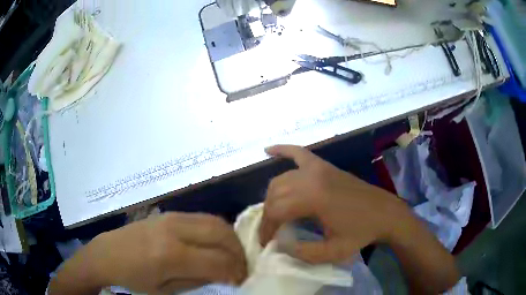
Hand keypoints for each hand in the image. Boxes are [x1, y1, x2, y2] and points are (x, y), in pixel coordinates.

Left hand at [51, 213, 246, 294]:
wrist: (107, 254)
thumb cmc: (133, 279)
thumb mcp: (166, 290)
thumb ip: (198, 280)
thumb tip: (225, 274)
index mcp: (171, 255)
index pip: (218, 261)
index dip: (236, 272)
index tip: (241, 280)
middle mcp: (174, 230)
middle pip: (221, 234)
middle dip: (239, 252)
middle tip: (241, 267)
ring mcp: (171, 217)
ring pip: (215, 221)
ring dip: (230, 239)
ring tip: (231, 256)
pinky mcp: (168, 214)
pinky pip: (202, 218)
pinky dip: (216, 231)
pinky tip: (214, 245)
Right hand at [260, 145, 410, 263]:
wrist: (385, 213)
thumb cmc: (361, 233)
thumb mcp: (333, 252)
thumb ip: (302, 252)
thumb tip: (280, 244)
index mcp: (314, 198)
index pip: (276, 211)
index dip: (266, 228)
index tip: (265, 242)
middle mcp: (312, 177)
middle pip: (275, 193)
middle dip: (268, 214)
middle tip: (270, 231)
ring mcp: (319, 168)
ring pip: (281, 178)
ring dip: (272, 195)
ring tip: (274, 213)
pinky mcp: (325, 165)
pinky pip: (299, 153)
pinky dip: (282, 150)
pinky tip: (268, 150)